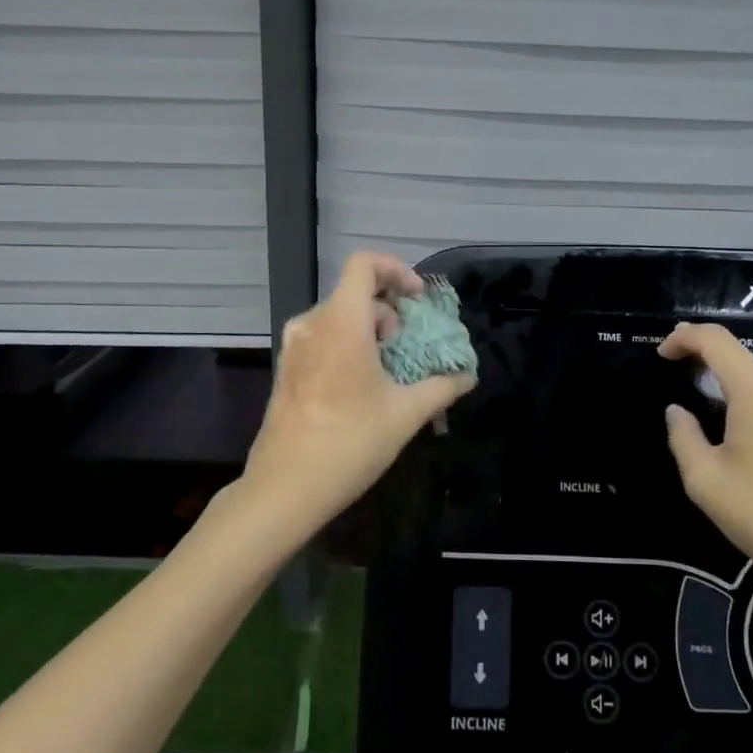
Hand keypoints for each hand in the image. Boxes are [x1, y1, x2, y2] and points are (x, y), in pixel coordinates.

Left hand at [239, 253, 474, 541]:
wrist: (285, 488)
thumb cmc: (350, 441)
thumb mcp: (406, 414)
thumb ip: (442, 387)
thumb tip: (467, 376)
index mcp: (342, 322)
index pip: (364, 265)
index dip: (396, 271)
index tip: (417, 300)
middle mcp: (313, 324)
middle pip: (355, 294)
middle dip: (389, 311)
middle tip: (408, 346)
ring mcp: (294, 347)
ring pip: (338, 318)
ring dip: (368, 331)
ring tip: (388, 368)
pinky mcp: (286, 370)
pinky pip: (322, 339)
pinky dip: (347, 346)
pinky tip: (360, 386)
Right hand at [658, 323, 752, 616]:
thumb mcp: (705, 480)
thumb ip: (682, 435)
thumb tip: (677, 411)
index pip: (714, 339)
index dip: (683, 337)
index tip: (662, 354)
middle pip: (736, 355)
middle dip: (704, 362)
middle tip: (678, 380)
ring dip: (729, 381)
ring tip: (706, 407)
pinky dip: (752, 396)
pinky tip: (740, 426)